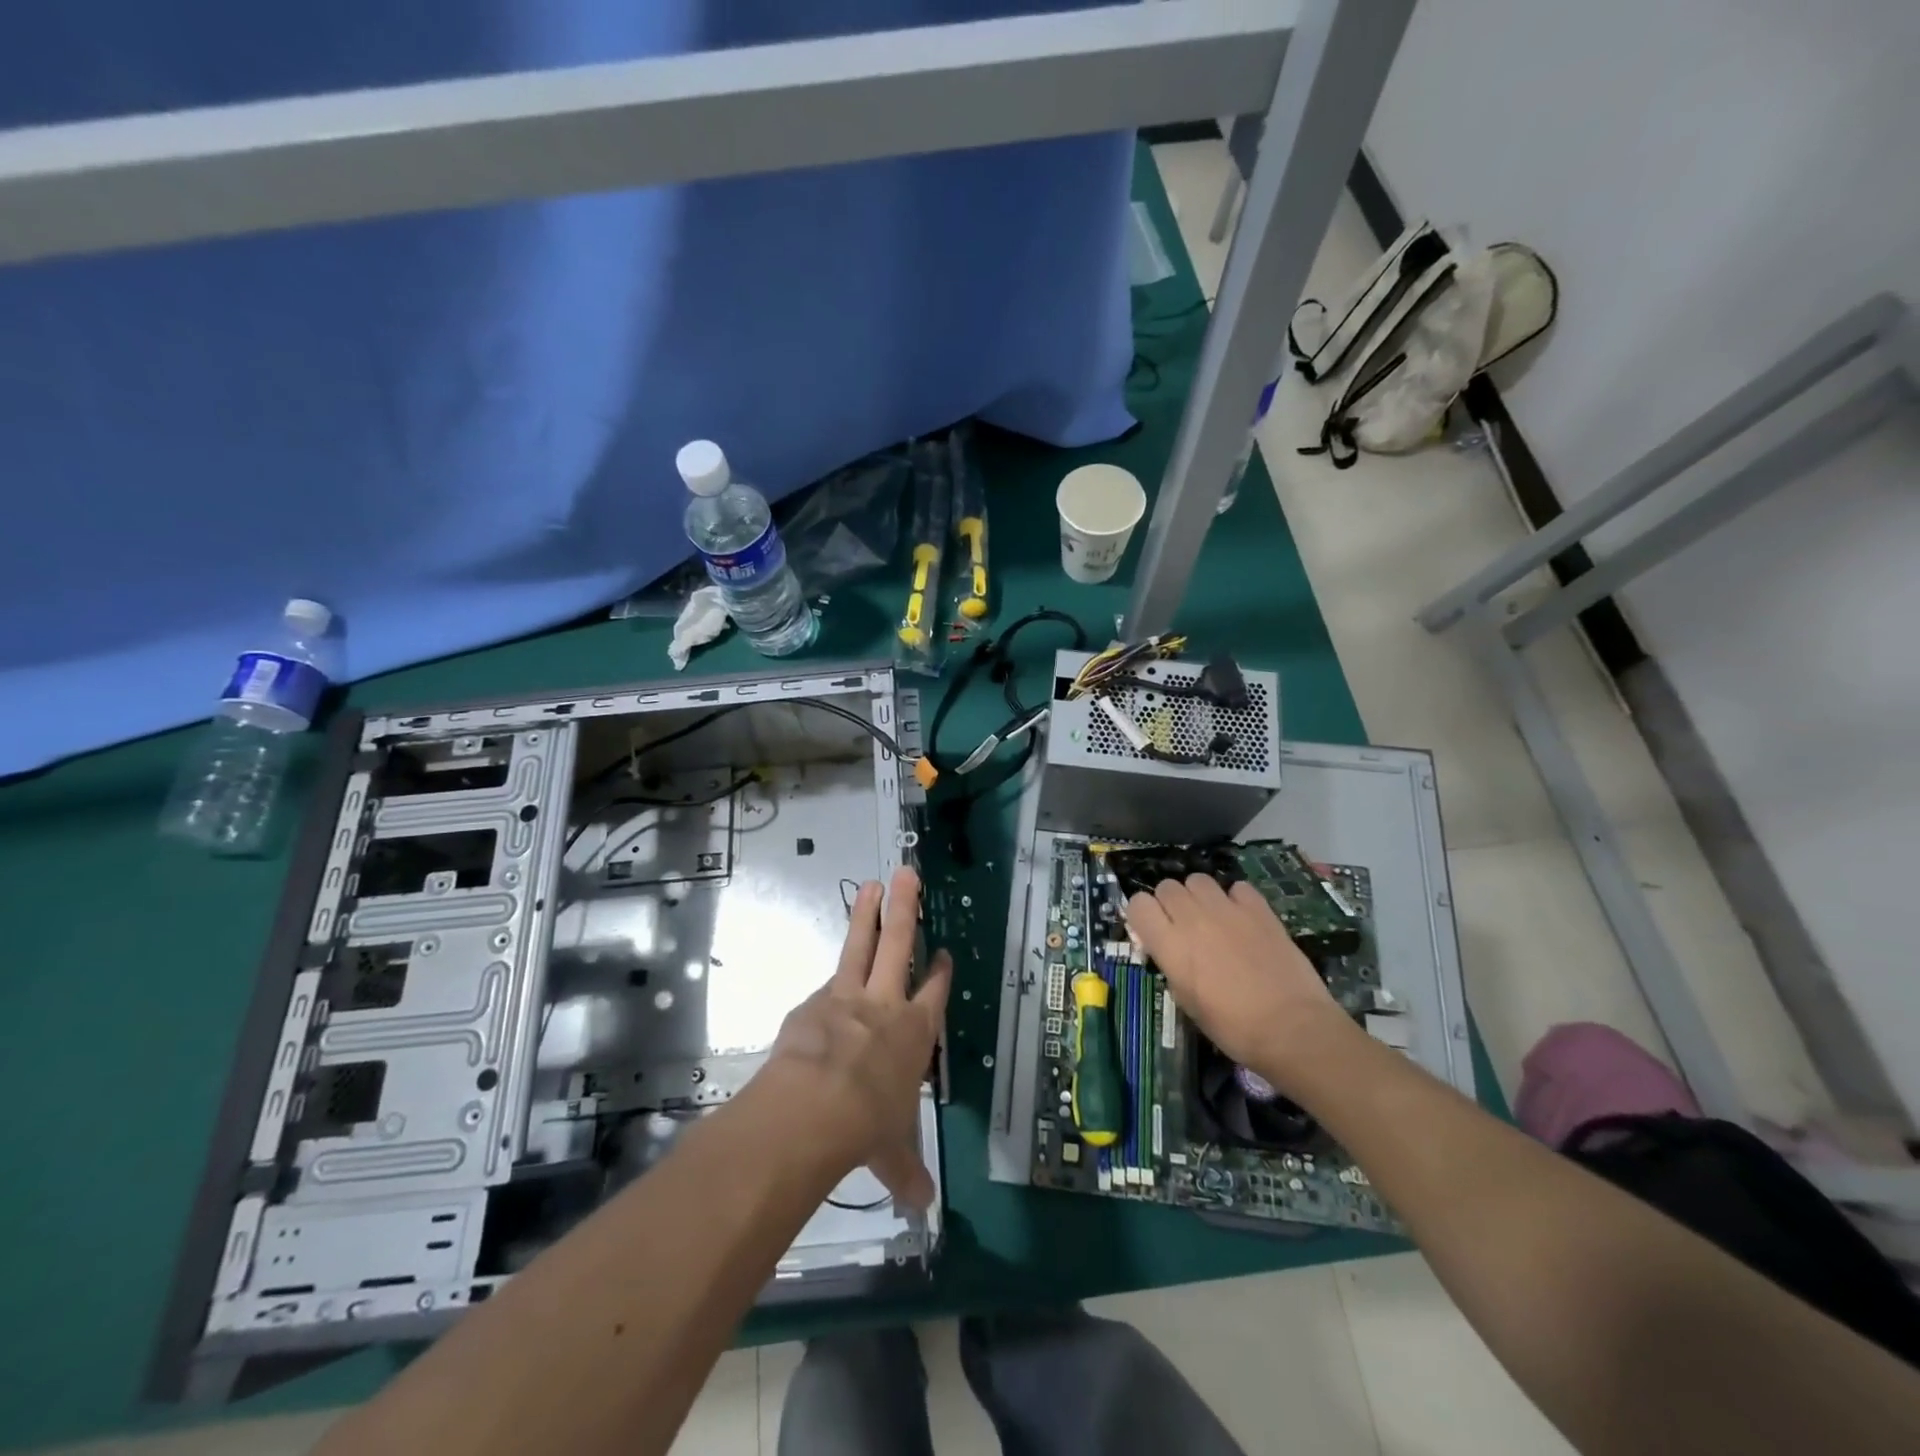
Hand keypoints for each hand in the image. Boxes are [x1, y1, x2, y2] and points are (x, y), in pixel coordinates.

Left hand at [760, 867, 950, 1208]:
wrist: (814, 1108)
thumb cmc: (867, 1126)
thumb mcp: (892, 1153)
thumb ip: (906, 1172)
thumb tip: (923, 1209)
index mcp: (915, 1033)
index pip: (934, 993)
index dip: (940, 972)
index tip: (944, 952)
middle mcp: (885, 1004)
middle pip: (899, 944)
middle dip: (906, 908)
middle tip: (907, 872)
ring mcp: (846, 997)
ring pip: (860, 945)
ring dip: (867, 915)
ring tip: (872, 884)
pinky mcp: (811, 1003)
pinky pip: (824, 987)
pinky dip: (828, 983)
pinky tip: (825, 988)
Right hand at [1125, 874, 1353, 1093]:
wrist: (1292, 1028)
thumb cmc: (1233, 1028)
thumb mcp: (1187, 1002)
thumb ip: (1172, 965)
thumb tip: (1170, 950)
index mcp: (1171, 945)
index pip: (1138, 904)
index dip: (1143, 915)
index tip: (1152, 931)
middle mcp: (1193, 919)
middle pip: (1167, 887)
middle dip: (1170, 903)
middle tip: (1183, 926)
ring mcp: (1227, 909)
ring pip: (1198, 879)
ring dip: (1199, 895)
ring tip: (1211, 916)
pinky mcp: (1259, 909)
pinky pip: (1236, 887)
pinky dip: (1235, 898)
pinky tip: (1242, 918)